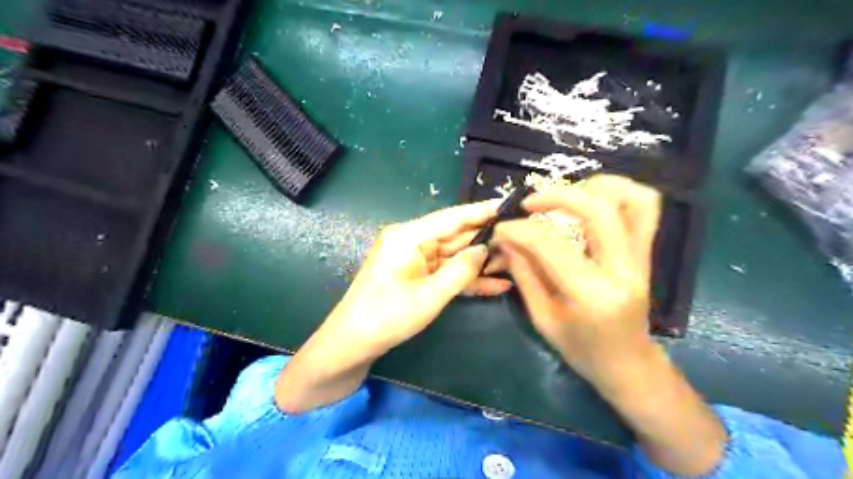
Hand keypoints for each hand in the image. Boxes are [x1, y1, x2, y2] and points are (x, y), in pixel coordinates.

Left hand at [325, 201, 511, 352]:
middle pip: (455, 235)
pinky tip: (495, 283)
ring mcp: (413, 259)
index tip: (509, 205)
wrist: (352, 343)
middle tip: (519, 236)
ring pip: (453, 255)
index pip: (452, 218)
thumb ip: (461, 271)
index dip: (481, 211)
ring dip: (479, 261)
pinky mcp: (416, 275)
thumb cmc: (387, 317)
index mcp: (409, 236)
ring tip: (513, 261)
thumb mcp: (430, 296)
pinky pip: (445, 271)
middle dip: (485, 238)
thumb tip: (485, 250)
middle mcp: (411, 241)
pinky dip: (466, 278)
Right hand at [490, 176, 661, 384]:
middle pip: (598, 210)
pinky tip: (592, 199)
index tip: (501, 228)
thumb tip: (505, 239)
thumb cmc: (582, 350)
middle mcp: (623, 270)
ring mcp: (641, 259)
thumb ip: (524, 274)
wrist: (629, 365)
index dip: (519, 230)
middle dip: (557, 196)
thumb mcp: (543, 318)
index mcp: (591, 295)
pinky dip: (619, 193)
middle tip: (530, 203)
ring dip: (595, 187)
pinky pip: (645, 209)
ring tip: (565, 196)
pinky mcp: (647, 253)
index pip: (550, 245)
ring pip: (632, 200)